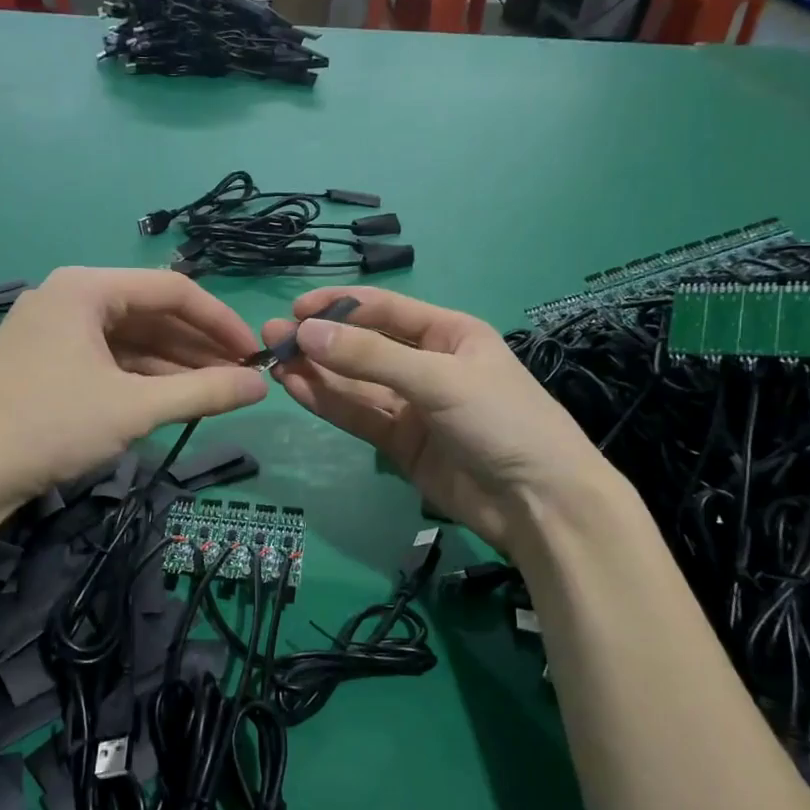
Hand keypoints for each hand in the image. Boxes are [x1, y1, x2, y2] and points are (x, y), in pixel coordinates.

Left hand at [0, 268, 267, 513]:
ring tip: (214, 392)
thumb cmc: (49, 426)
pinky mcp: (43, 362)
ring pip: (129, 339)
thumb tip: (262, 386)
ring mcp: (52, 330)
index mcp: (86, 288)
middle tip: (239, 377)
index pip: (172, 290)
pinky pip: (106, 359)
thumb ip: (203, 392)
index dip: (220, 321)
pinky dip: (140, 377)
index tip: (254, 354)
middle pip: (150, 312)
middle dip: (198, 346)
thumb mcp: (134, 408)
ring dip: (173, 363)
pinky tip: (170, 398)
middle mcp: (68, 297)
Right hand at [261, 288, 614, 547]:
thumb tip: (306, 331)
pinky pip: (358, 415)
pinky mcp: (400, 444)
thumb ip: (370, 357)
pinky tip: (295, 387)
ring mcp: (412, 406)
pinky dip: (327, 402)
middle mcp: (427, 365)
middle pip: (364, 347)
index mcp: (449, 334)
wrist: (539, 503)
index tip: (296, 308)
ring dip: (316, 371)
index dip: (340, 305)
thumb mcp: (439, 379)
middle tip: (271, 335)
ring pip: (355, 384)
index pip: (385, 310)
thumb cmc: (502, 421)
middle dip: (320, 340)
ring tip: (272, 359)